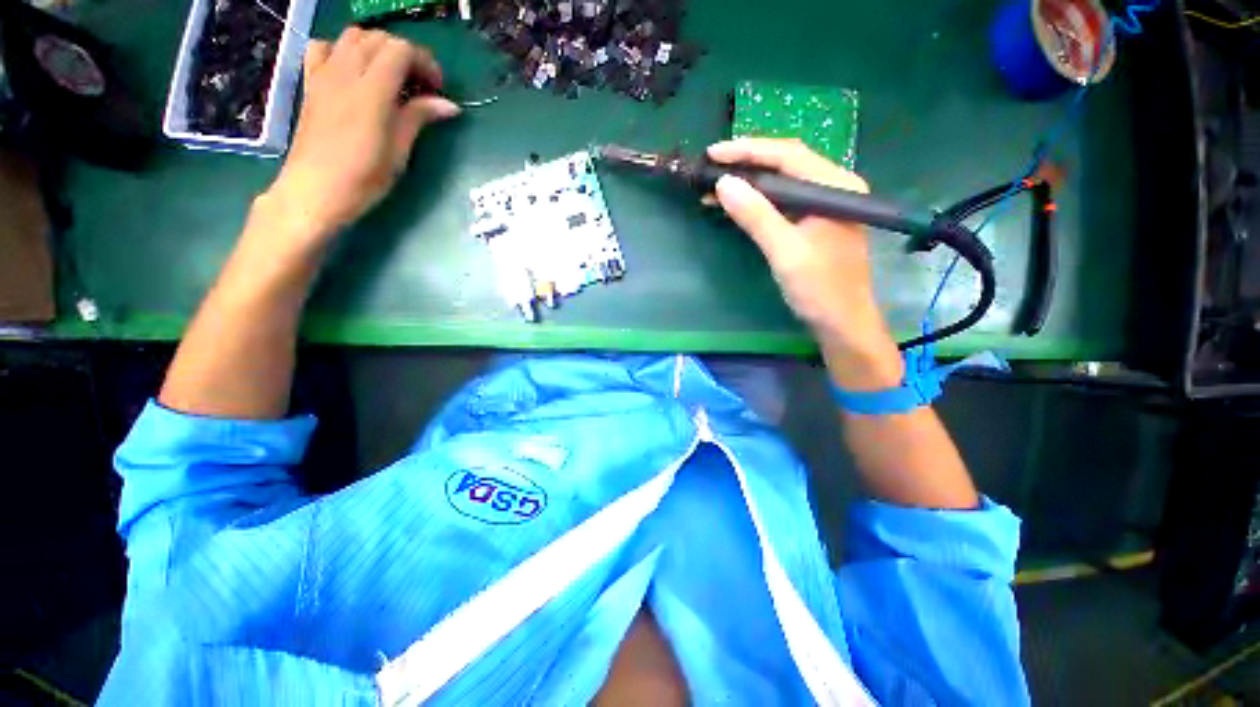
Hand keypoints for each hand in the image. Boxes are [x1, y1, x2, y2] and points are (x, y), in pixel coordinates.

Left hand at [261, 29, 460, 241]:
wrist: (315, 191)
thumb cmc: (363, 178)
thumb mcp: (399, 152)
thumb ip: (419, 118)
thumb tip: (449, 105)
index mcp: (371, 91)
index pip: (400, 51)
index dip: (424, 63)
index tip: (438, 89)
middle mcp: (345, 73)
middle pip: (379, 39)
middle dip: (405, 55)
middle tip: (421, 85)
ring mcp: (324, 76)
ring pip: (352, 37)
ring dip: (377, 48)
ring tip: (392, 76)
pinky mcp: (312, 84)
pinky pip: (323, 48)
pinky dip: (342, 51)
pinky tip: (353, 72)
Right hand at [708, 138, 901, 387]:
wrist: (841, 323)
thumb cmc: (819, 288)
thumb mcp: (784, 251)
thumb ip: (756, 215)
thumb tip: (723, 183)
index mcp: (835, 186)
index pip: (788, 155)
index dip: (748, 150)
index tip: (714, 153)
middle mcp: (833, 188)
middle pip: (786, 164)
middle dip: (747, 163)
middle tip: (711, 167)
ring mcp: (824, 206)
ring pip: (782, 184)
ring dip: (749, 183)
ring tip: (716, 186)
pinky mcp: (814, 223)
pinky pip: (782, 203)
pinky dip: (758, 202)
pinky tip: (737, 205)